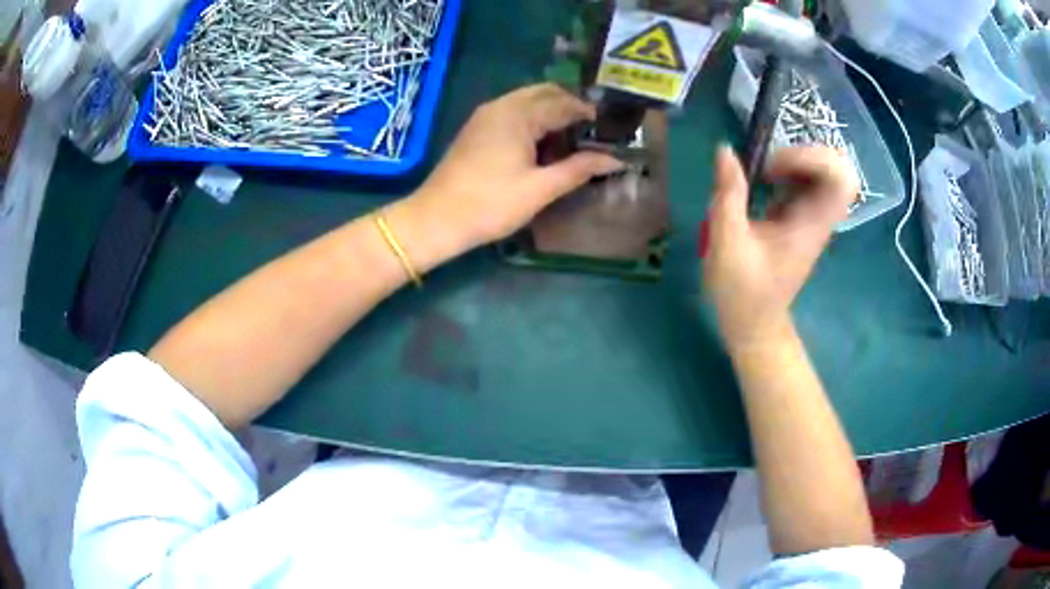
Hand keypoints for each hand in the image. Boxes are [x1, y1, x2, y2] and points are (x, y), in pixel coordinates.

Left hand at [408, 84, 623, 249]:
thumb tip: (616, 159)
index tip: (610, 128)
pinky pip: (512, 111)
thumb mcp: (541, 189)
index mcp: (519, 114)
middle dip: (570, 106)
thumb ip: (579, 169)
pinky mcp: (476, 129)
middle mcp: (501, 105)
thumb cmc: (491, 204)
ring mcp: (485, 115)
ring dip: (550, 111)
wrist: (436, 219)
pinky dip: (532, 119)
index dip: (589, 114)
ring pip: (527, 100)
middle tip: (592, 130)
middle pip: (544, 93)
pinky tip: (542, 143)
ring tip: (572, 138)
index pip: (564, 103)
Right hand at [704, 146, 858, 350]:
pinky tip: (762, 183)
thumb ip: (727, 195)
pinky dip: (785, 170)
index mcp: (812, 224)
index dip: (810, 157)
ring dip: (792, 160)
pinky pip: (804, 179)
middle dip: (803, 153)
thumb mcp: (727, 244)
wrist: (754, 325)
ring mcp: (811, 215)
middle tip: (770, 166)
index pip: (840, 177)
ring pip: (821, 169)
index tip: (771, 169)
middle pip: (837, 166)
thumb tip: (725, 150)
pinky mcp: (800, 216)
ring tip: (761, 174)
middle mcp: (819, 216)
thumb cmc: (742, 293)